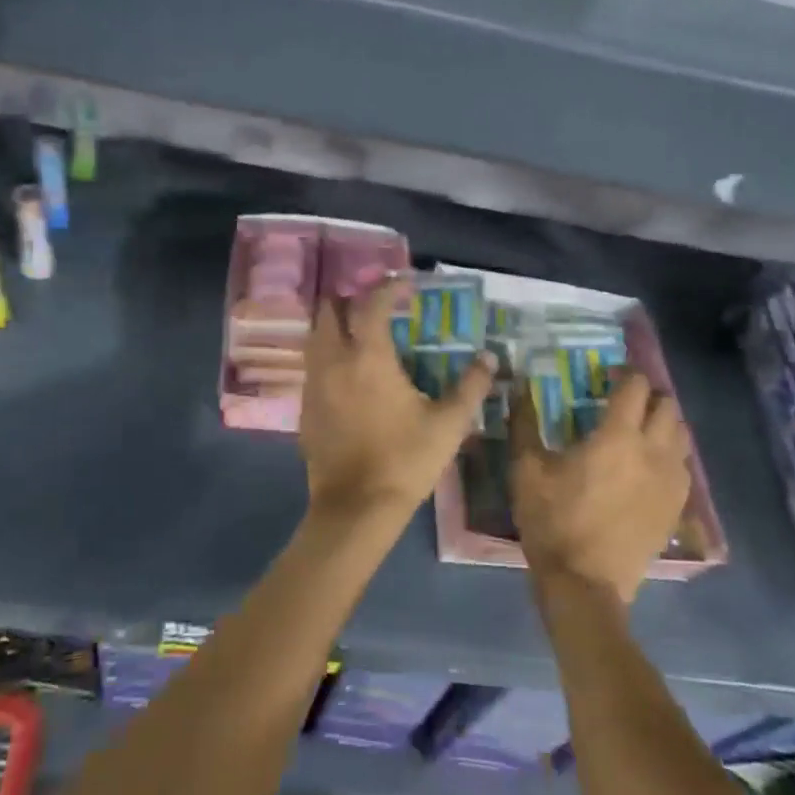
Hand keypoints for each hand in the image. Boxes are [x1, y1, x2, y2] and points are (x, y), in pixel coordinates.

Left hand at [300, 277, 494, 528]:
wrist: (356, 509)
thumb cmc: (405, 461)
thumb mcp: (449, 424)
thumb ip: (471, 386)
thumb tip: (489, 358)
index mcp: (368, 357)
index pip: (372, 304)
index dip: (387, 287)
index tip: (404, 284)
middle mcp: (333, 361)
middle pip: (329, 311)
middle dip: (351, 299)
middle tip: (376, 306)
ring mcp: (313, 384)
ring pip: (315, 336)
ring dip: (335, 325)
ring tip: (361, 333)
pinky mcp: (305, 407)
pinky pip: (312, 365)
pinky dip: (327, 354)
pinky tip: (348, 373)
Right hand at [510, 369, 692, 602]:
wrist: (584, 585)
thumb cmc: (553, 521)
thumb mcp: (526, 470)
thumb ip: (524, 423)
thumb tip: (519, 388)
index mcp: (617, 436)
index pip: (636, 386)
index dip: (624, 374)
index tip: (607, 376)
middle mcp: (654, 451)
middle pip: (668, 406)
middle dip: (648, 397)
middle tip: (623, 403)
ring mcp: (672, 481)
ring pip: (682, 435)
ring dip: (664, 424)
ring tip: (639, 432)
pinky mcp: (677, 507)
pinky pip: (684, 467)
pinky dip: (670, 456)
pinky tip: (647, 468)